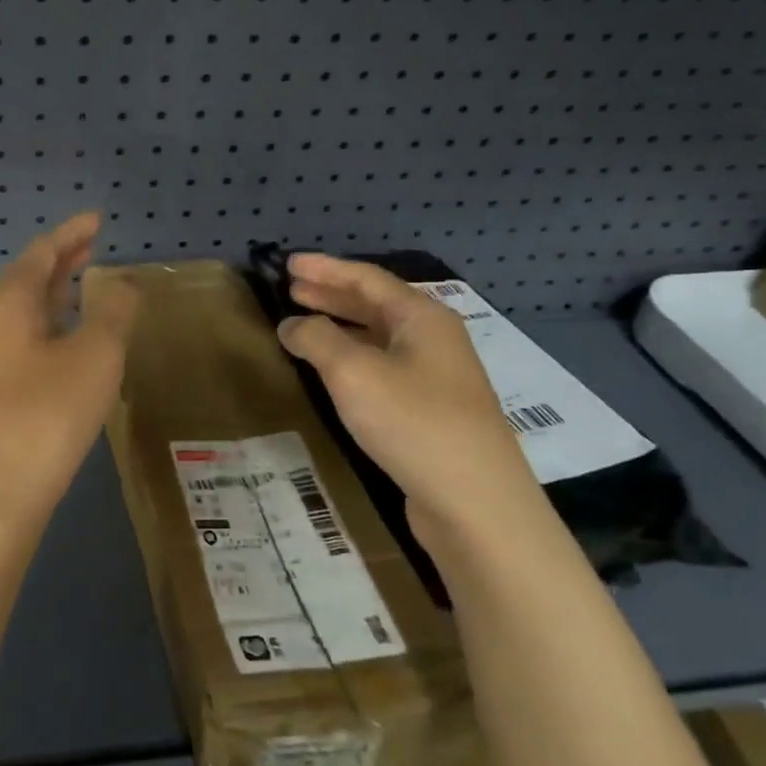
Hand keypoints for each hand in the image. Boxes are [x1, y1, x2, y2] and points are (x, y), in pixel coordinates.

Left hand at [0, 212, 140, 524]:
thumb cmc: (46, 415)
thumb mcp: (94, 357)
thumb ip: (113, 313)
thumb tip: (123, 285)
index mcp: (8, 307)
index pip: (40, 254)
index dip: (70, 234)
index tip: (96, 220)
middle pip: (26, 283)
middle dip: (60, 263)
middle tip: (92, 248)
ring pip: (23, 318)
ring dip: (54, 298)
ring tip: (83, 291)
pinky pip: (24, 347)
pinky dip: (50, 332)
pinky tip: (68, 351)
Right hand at [276, 252, 542, 528]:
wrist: (476, 502)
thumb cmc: (413, 422)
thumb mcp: (354, 373)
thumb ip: (317, 339)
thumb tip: (292, 324)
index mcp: (421, 318)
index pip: (366, 278)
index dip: (325, 268)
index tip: (289, 263)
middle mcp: (434, 339)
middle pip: (376, 305)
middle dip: (332, 295)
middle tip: (292, 289)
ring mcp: (437, 377)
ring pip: (381, 338)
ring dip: (342, 327)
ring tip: (305, 325)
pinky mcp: (432, 411)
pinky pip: (385, 368)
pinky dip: (354, 358)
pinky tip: (335, 372)